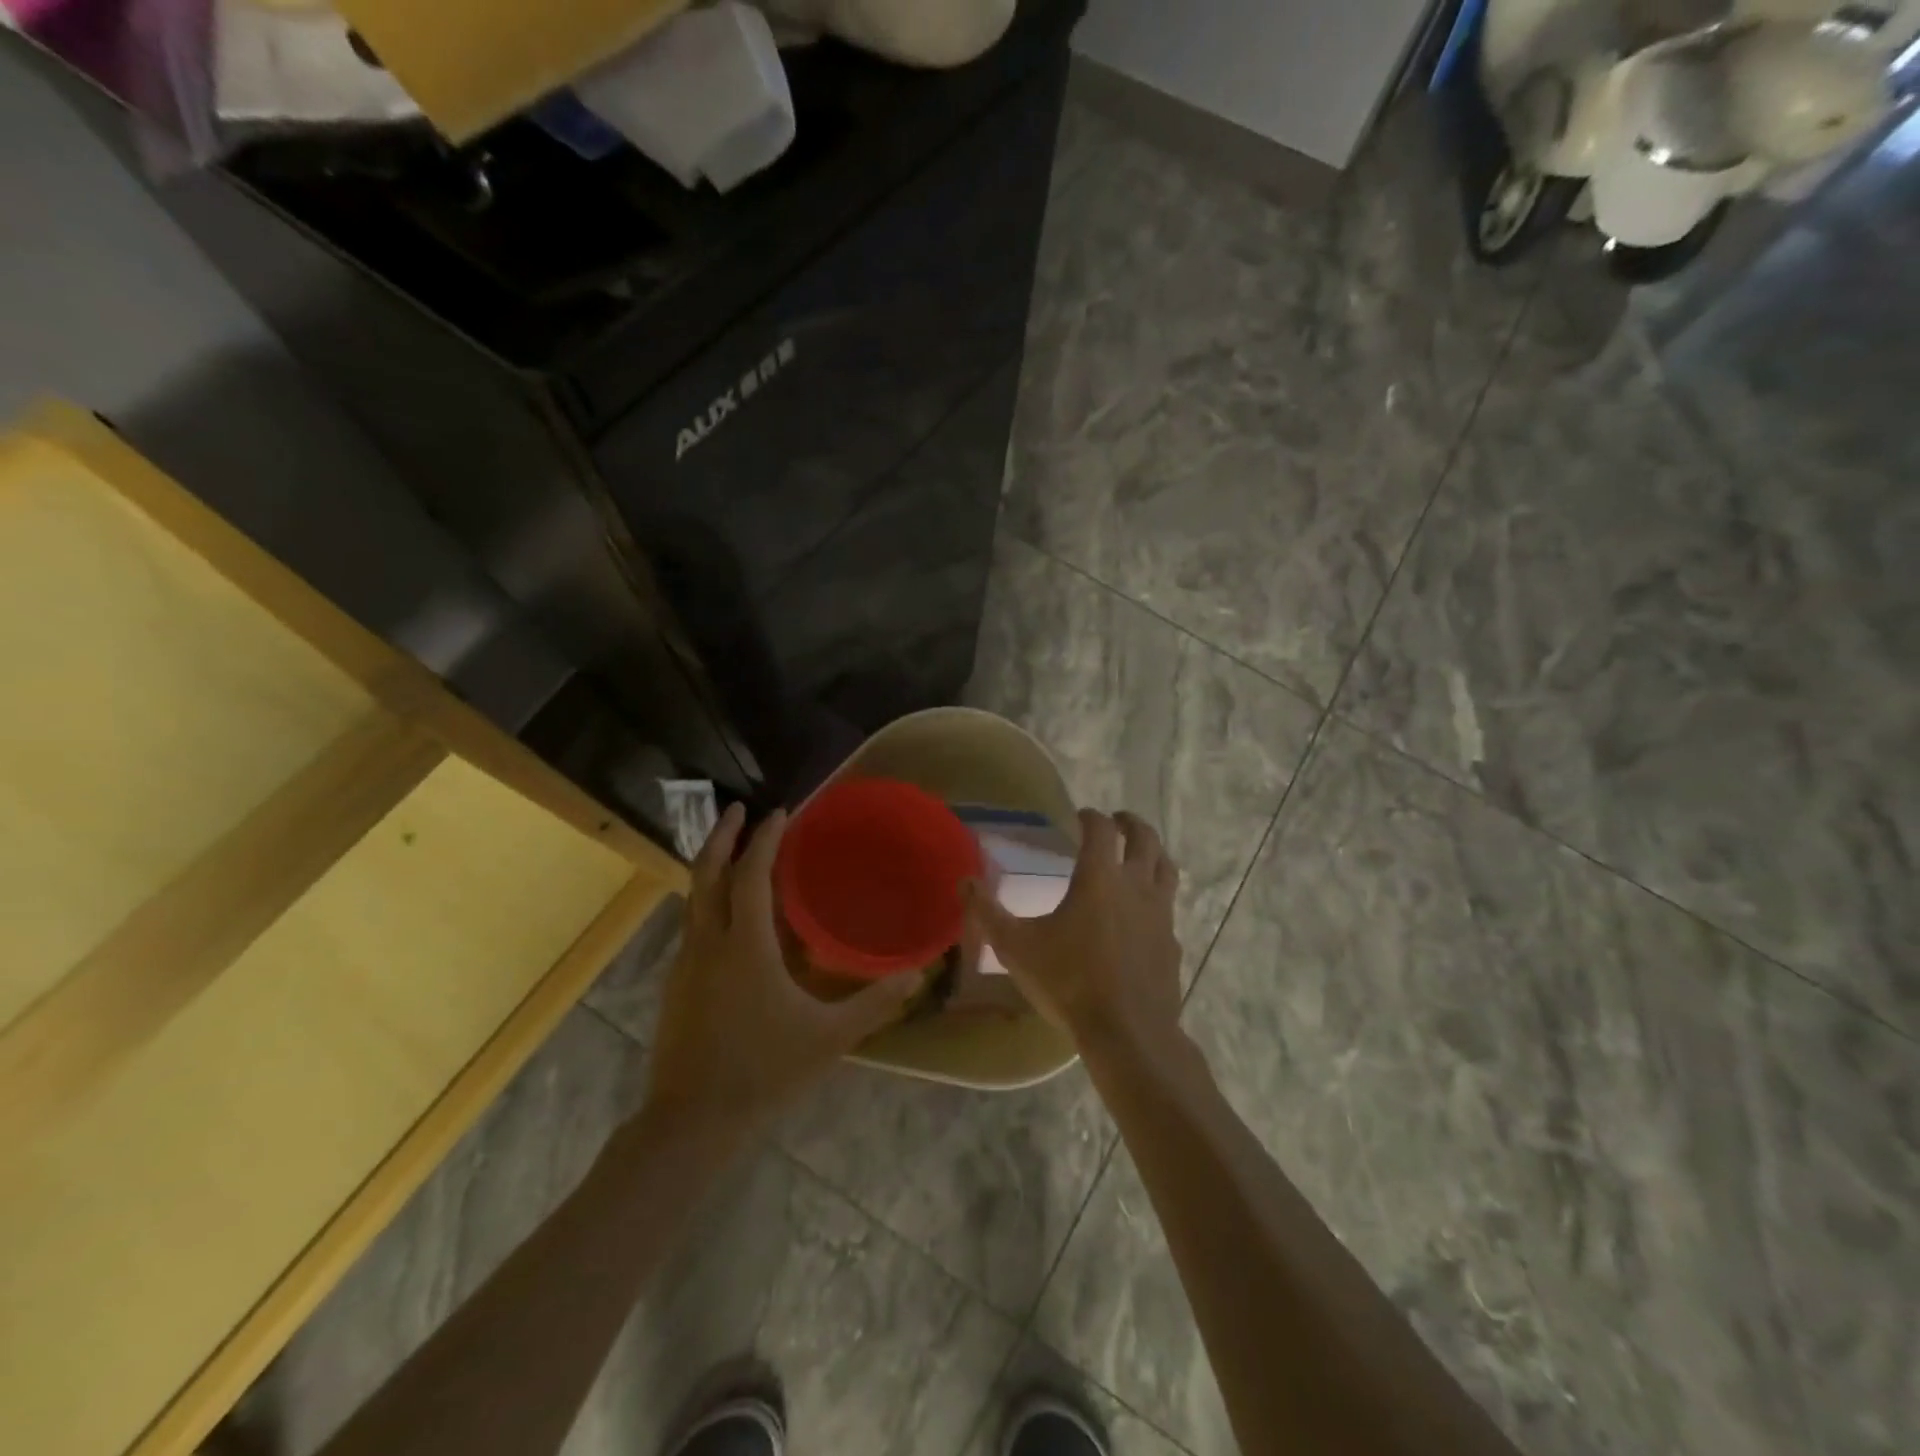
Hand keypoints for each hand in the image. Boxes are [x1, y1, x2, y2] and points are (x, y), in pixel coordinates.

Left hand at [644, 804, 921, 1139]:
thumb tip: (918, 974)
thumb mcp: (829, 1038)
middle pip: (706, 874)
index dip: (764, 840)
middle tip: (739, 809)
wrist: (691, 1121)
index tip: (779, 812)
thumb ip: (875, 1003)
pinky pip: (692, 923)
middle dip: (722, 836)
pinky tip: (727, 914)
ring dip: (712, 865)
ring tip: (734, 850)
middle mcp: (708, 943)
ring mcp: (685, 963)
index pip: (751, 875)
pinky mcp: (676, 984)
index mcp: (744, 946)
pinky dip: (708, 899)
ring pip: (693, 898)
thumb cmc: (764, 1071)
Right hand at [962, 809, 1183, 1060]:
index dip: (1090, 817)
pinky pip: (1169, 908)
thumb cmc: (1069, 982)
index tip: (1080, 816)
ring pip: (1166, 868)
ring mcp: (1161, 914)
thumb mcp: (1016, 947)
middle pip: (1145, 839)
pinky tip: (1145, 913)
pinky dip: (1158, 897)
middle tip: (1117, 821)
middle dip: (1130, 823)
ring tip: (1141, 853)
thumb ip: (987, 912)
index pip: (1100, 830)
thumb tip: (964, 881)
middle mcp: (1136, 886)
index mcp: (1099, 877)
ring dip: (1153, 852)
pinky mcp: (1173, 943)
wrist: (1127, 1032)